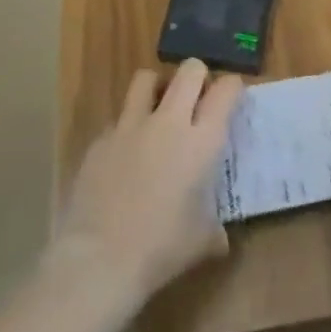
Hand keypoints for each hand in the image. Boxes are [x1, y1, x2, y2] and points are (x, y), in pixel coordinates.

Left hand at [48, 60, 243, 311]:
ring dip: (158, 88)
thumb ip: (214, 229)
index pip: (225, 90)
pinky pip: (118, 119)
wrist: (98, 261)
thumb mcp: (201, 241)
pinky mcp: (100, 141)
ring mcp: (130, 127)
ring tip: (159, 109)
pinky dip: (126, 129)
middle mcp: (168, 122)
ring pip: (146, 79)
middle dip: (197, 76)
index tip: (232, 97)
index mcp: (201, 140)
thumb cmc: (160, 249)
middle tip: (197, 98)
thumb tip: (220, 239)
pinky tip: (125, 155)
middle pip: (189, 70)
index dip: (232, 87)